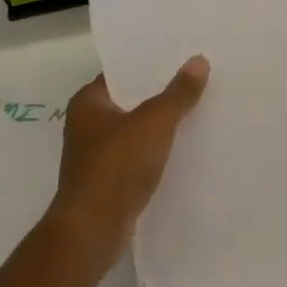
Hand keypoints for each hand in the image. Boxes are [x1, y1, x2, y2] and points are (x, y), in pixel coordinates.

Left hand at [46, 57, 208, 273]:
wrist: (93, 232)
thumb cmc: (116, 166)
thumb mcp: (154, 123)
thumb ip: (178, 93)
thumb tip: (198, 60)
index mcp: (88, 102)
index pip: (122, 72)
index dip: (150, 63)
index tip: (181, 54)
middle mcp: (87, 125)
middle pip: (131, 100)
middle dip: (161, 92)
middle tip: (197, 78)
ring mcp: (97, 156)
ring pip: (136, 130)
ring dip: (161, 124)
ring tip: (198, 109)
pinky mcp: (109, 182)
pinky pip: (138, 156)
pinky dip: (157, 151)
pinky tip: (185, 147)